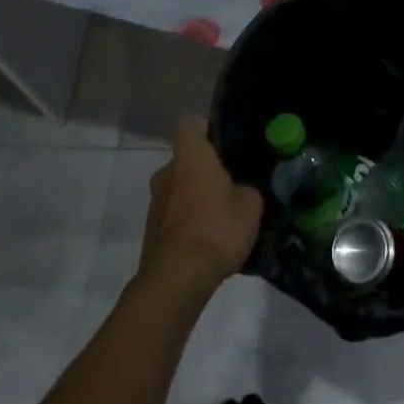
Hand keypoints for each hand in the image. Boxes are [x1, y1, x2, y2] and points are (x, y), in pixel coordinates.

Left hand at [138, 116, 263, 297]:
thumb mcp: (251, 205)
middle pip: (186, 159)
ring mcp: (155, 202)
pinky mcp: (152, 230)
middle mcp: (166, 172)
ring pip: (180, 188)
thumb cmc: (216, 228)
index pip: (190, 124)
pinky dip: (189, 221)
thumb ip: (247, 188)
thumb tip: (241, 190)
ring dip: (197, 197)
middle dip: (206, 169)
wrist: (177, 279)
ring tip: (223, 218)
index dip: (207, 129)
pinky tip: (209, 241)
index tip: (225, 145)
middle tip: (232, 185)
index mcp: (190, 156)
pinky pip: (175, 214)